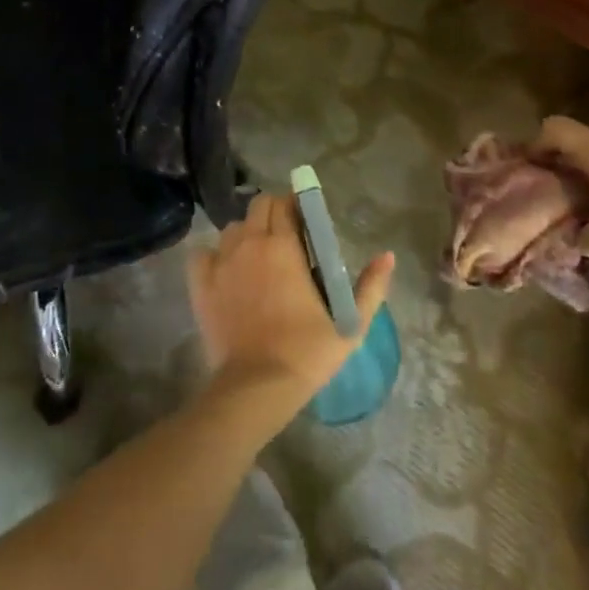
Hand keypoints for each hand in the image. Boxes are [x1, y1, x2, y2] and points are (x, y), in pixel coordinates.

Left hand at [188, 194, 394, 432]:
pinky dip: (214, 256)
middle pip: (258, 206)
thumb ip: (371, 287)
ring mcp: (221, 260)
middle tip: (285, 237)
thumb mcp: (350, 324)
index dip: (295, 205)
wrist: (257, 386)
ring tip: (257, 257)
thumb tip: (387, 255)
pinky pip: (203, 253)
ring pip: (232, 228)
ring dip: (246, 234)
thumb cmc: (306, 352)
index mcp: (283, 245)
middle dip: (272, 213)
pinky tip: (226, 271)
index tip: (305, 220)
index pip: (284, 203)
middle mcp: (249, 242)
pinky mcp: (201, 283)